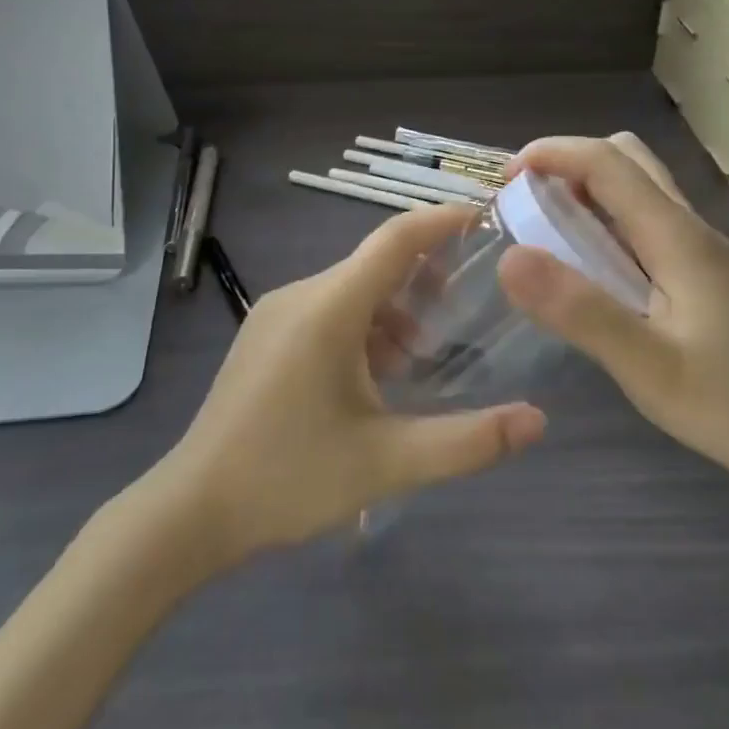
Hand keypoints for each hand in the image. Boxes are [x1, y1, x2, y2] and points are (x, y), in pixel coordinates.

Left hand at [159, 204, 546, 562]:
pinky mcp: (265, 334)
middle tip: (466, 309)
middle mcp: (302, 294)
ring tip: (419, 359)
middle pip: (375, 264)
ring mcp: (276, 312)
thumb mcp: (387, 462)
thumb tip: (537, 421)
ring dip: (392, 311)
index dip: (441, 221)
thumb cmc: (290, 477)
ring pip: (351, 290)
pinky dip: (362, 326)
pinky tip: (373, 376)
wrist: (192, 508)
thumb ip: (467, 441)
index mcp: (329, 307)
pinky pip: (326, 309)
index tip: (484, 219)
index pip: (395, 239)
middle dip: (424, 279)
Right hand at [496, 134, 728, 509]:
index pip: (608, 161)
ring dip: (587, 190)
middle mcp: (690, 227)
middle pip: (626, 158)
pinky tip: (591, 270)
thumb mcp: (647, 367)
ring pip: (638, 187)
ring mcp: (701, 249)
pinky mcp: (704, 272)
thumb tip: (509, 257)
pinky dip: (606, 220)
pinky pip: (645, 220)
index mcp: (677, 236)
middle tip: (527, 206)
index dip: (552, 153)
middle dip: (568, 164)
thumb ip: (579, 310)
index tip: (505, 179)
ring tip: (547, 234)